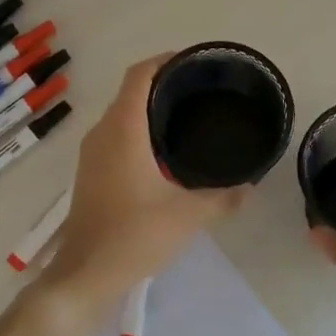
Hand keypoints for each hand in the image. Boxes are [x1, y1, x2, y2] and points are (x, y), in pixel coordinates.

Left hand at [35, 55, 249, 320]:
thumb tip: (249, 185)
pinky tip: (164, 151)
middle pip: (130, 91)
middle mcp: (103, 133)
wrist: (85, 274)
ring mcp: (92, 153)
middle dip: (162, 84)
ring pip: (121, 114)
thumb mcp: (188, 216)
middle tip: (200, 91)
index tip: (193, 63)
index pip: (139, 75)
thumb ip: (222, 197)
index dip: (164, 60)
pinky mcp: (90, 172)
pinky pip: (116, 135)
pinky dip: (138, 129)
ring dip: (148, 108)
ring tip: (186, 116)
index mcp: (123, 130)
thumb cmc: (134, 236)